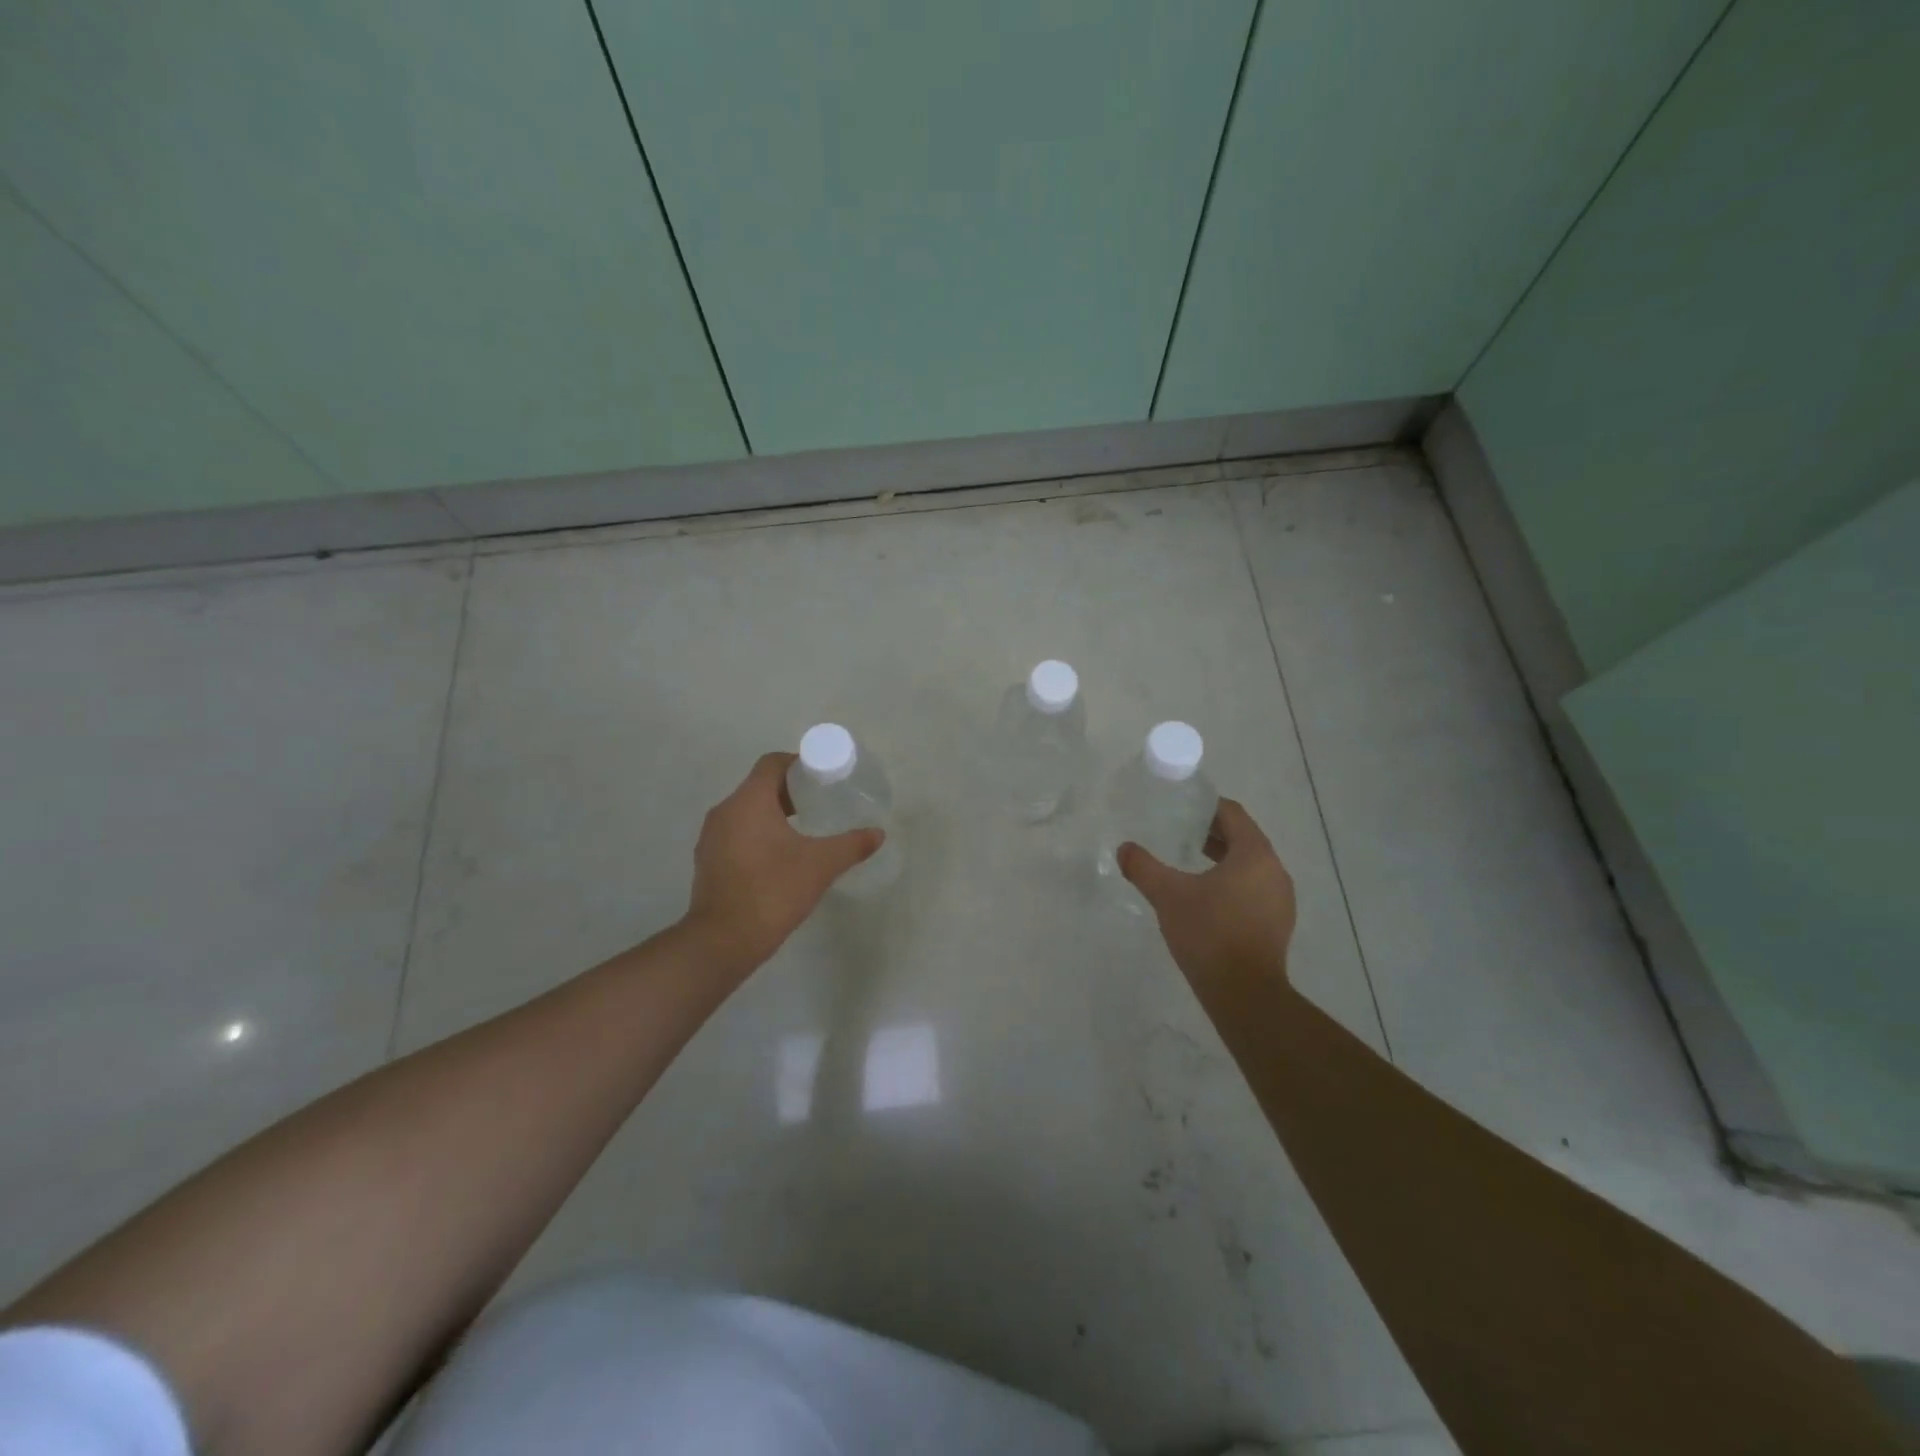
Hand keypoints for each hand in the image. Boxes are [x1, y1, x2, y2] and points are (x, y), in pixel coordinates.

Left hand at [681, 752, 883, 971]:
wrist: (722, 941)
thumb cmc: (773, 891)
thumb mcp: (820, 865)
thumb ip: (851, 845)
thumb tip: (878, 833)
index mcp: (748, 801)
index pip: (772, 763)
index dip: (799, 764)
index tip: (822, 778)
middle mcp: (724, 811)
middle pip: (759, 786)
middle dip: (790, 791)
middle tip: (820, 803)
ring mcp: (711, 837)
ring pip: (746, 811)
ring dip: (773, 814)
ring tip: (803, 830)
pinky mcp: (708, 861)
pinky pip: (736, 834)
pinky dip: (757, 835)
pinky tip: (779, 858)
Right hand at [1118, 797, 1295, 987]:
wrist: (1244, 994)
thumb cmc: (1209, 933)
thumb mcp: (1168, 896)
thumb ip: (1144, 867)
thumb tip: (1124, 848)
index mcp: (1254, 854)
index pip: (1233, 814)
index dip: (1207, 807)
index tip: (1182, 809)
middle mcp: (1275, 871)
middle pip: (1244, 838)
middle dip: (1212, 834)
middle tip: (1180, 834)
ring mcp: (1281, 899)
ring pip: (1250, 866)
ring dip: (1223, 860)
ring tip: (1190, 865)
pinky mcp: (1278, 923)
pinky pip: (1255, 889)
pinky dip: (1233, 883)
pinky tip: (1207, 899)